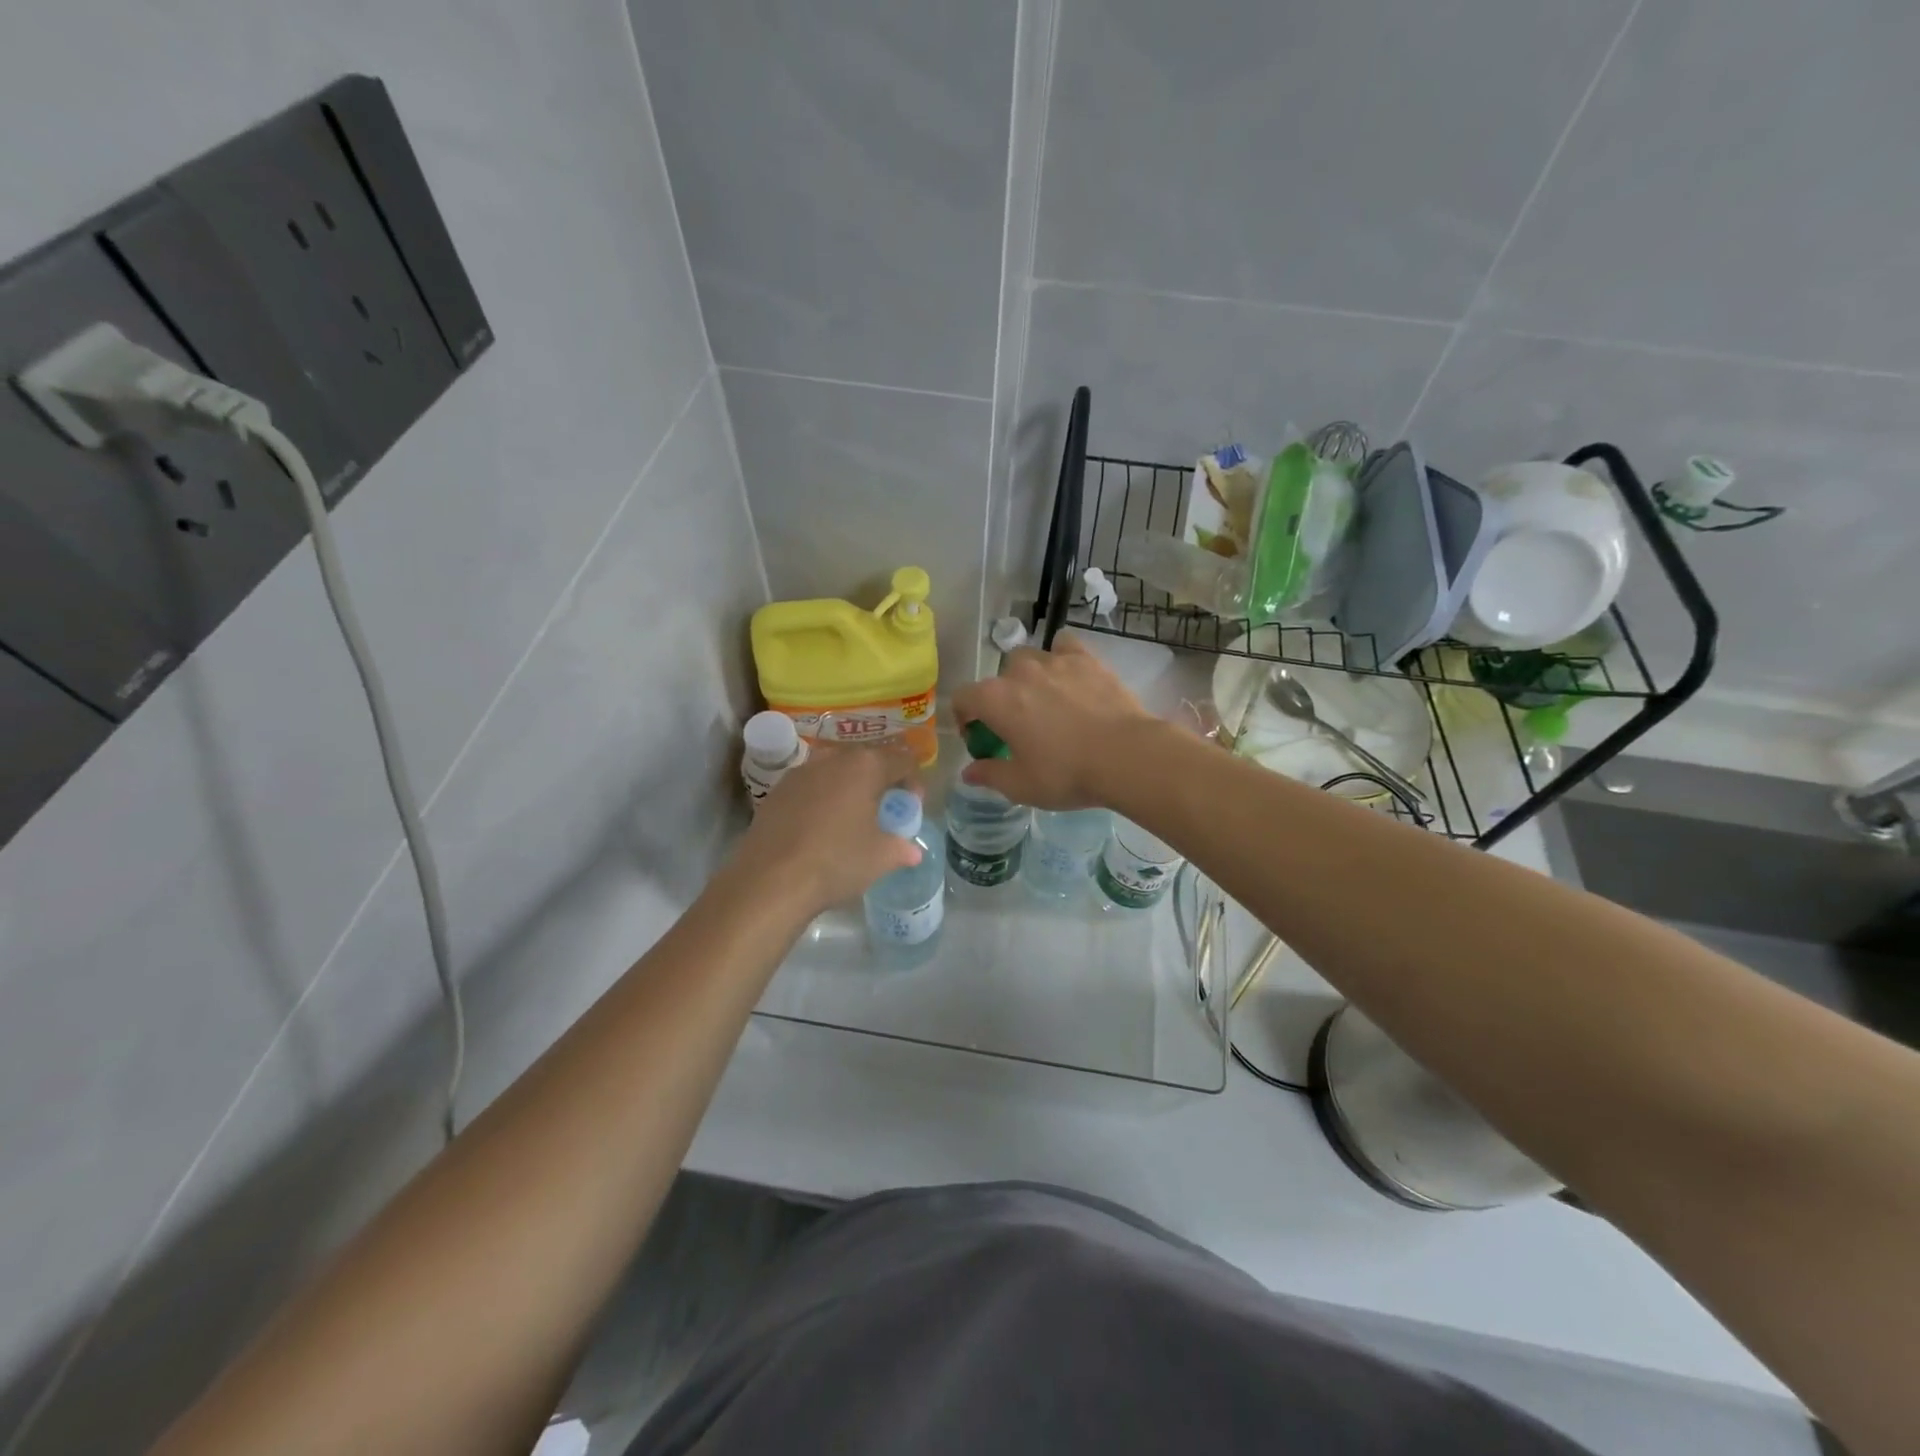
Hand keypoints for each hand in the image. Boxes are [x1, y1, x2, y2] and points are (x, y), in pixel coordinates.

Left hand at [731, 741, 923, 915]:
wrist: (769, 880)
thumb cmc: (836, 861)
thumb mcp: (881, 858)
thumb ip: (901, 848)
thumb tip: (912, 850)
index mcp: (865, 766)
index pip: (901, 761)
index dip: (913, 782)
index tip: (912, 806)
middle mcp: (832, 759)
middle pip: (867, 761)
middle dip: (881, 781)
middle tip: (885, 810)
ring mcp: (800, 773)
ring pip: (835, 771)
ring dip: (849, 787)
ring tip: (852, 817)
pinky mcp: (776, 791)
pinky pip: (811, 787)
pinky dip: (823, 799)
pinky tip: (821, 827)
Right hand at [950, 637, 1158, 808]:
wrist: (1126, 755)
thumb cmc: (1066, 773)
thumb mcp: (1021, 785)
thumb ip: (990, 775)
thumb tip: (969, 771)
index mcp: (995, 700)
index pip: (962, 698)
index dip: (965, 718)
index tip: (980, 739)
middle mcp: (1020, 672)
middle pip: (997, 678)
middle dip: (1001, 700)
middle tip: (1018, 727)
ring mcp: (1055, 661)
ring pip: (1029, 659)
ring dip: (1029, 678)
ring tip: (1046, 702)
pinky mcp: (1087, 659)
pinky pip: (1064, 646)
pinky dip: (1061, 658)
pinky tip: (1070, 677)